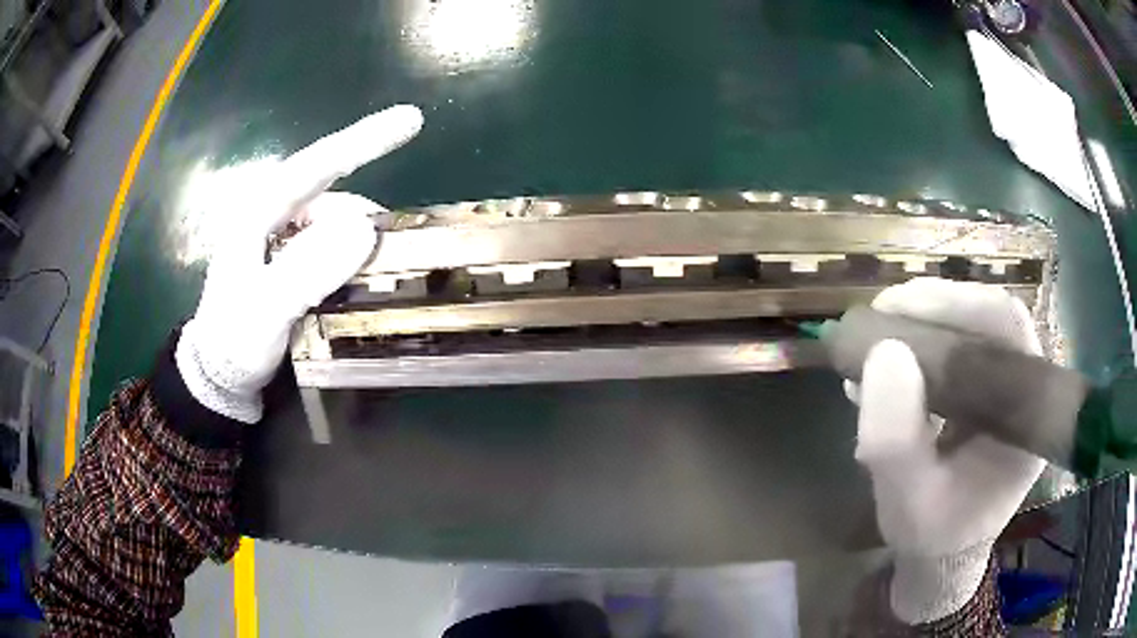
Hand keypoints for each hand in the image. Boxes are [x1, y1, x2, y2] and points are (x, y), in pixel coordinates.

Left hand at [176, 105, 423, 422]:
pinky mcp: (290, 258)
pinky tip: (356, 280)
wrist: (219, 375)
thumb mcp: (265, 312)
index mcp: (258, 212)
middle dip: (363, 218)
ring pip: (334, 222)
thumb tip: (363, 230)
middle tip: (390, 255)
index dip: (364, 140)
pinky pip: (331, 244)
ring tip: (370, 280)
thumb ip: (307, 271)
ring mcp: (281, 237)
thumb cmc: (234, 342)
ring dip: (358, 244)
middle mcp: (272, 214)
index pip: (315, 165)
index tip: (411, 119)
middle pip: (331, 195)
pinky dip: (350, 256)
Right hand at [849, 277, 1045, 623]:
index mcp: (1027, 414)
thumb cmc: (933, 535)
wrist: (942, 553)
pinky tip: (884, 364)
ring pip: (970, 328)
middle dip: (932, 307)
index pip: (1008, 327)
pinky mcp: (983, 390)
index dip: (958, 303)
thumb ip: (895, 443)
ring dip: (920, 324)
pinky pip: (954, 350)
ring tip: (873, 340)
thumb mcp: (907, 503)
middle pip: (988, 318)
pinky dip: (917, 346)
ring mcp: (1004, 386)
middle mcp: (1024, 388)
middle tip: (879, 315)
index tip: (898, 308)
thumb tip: (885, 353)